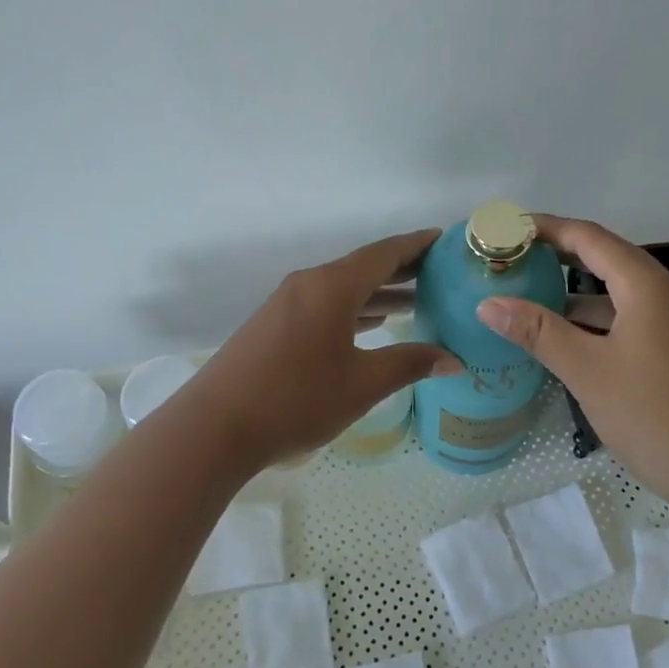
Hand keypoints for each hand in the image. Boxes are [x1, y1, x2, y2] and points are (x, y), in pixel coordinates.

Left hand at [180, 229, 460, 470]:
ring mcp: (286, 303)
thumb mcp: (362, 384)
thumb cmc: (296, 399)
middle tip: (440, 274)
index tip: (444, 240)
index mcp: (332, 287)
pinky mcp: (273, 324)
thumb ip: (409, 364)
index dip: (417, 245)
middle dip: (402, 269)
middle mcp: (309, 284)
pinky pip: (324, 304)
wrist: (215, 427)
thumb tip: (454, 359)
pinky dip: (353, 308)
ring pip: (343, 288)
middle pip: (363, 267)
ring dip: (378, 292)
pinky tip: (371, 323)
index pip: (384, 253)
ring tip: (416, 301)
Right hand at [475, 215, 668, 513]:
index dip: (549, 228)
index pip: (591, 238)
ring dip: (580, 292)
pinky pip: (635, 316)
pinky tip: (572, 339)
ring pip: (622, 291)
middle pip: (608, 258)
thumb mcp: (587, 371)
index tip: (510, 229)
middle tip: (516, 259)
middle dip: (561, 256)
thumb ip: (538, 332)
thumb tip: (488, 304)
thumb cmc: (652, 415)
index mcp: (648, 286)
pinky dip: (601, 318)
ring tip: (533, 298)